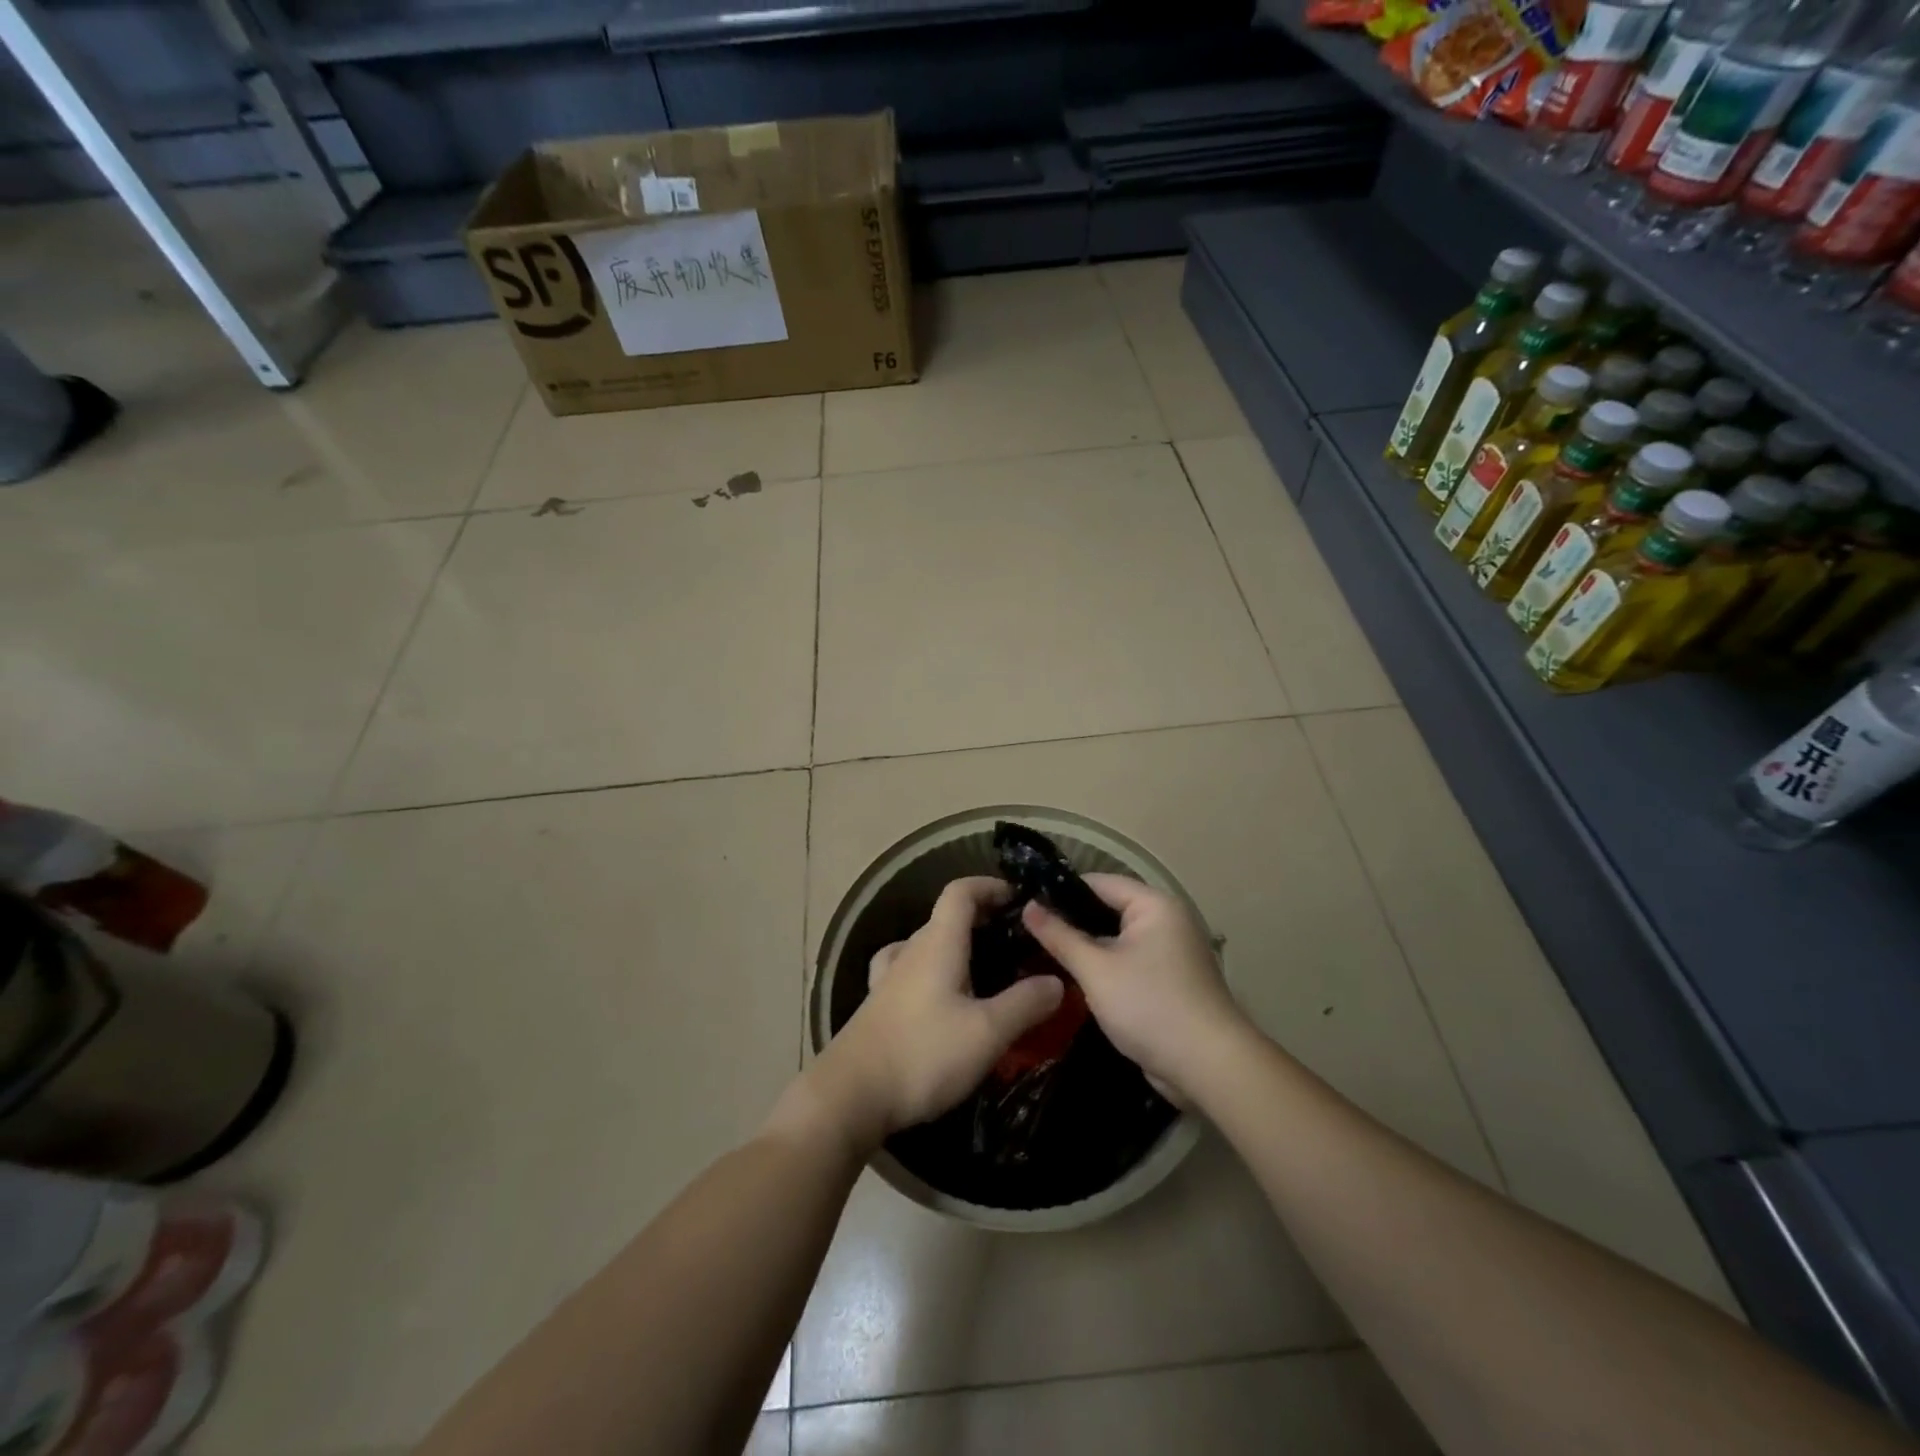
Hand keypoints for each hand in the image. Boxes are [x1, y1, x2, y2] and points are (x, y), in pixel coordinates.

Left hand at [796, 877, 1064, 1154]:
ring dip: (957, 947)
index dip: (989, 886)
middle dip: (982, 920)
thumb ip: (1025, 1004)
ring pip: (928, 945)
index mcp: (937, 944)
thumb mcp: (987, 1032)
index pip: (960, 892)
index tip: (1019, 899)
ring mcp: (889, 978)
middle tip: (1016, 944)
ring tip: (985, 971)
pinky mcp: (879, 1005)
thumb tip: (1056, 981)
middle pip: (946, 917)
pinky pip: (910, 971)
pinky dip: (932, 971)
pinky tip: (940, 996)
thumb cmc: (923, 1054)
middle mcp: (911, 951)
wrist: (850, 1096)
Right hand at [1021, 874, 1245, 1104]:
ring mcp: (1169, 953)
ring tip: (1040, 953)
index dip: (1060, 891)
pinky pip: (1127, 963)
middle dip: (1070, 922)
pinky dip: (1104, 968)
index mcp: (1153, 905)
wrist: (1208, 1067)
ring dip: (1085, 948)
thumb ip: (1060, 937)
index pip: (1098, 883)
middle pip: (1108, 909)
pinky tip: (1072, 979)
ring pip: (1116, 940)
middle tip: (1026, 931)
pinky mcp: (1168, 981)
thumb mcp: (1096, 970)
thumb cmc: (1150, 1006)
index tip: (1025, 903)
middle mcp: (1166, 920)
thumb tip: (1029, 907)